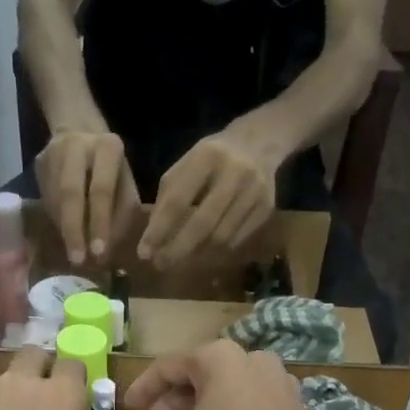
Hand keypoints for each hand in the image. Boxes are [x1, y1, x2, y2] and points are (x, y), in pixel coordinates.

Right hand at [35, 128, 141, 266]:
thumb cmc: (112, 169)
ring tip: (75, 253)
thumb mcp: (126, 187)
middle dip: (74, 231)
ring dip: (65, 230)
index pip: (101, 190)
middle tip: (78, 260)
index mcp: (107, 147)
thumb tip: (105, 253)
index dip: (99, 223)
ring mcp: (53, 152)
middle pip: (70, 193)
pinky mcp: (39, 163)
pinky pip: (46, 199)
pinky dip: (57, 221)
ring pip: (55, 199)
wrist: (81, 133)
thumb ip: (121, 215)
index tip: (99, 253)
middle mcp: (78, 145)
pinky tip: (66, 235)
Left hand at [136, 128, 277, 265]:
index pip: (178, 200)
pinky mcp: (266, 208)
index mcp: (207, 156)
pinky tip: (204, 252)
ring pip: (221, 236)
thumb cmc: (210, 159)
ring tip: (179, 259)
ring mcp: (254, 191)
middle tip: (160, 264)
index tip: (143, 252)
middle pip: (203, 223)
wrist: (258, 145)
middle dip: (178, 248)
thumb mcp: (185, 166)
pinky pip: (237, 240)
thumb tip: (153, 239)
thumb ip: (168, 198)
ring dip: (197, 253)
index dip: (160, 230)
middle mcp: (234, 173)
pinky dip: (217, 251)